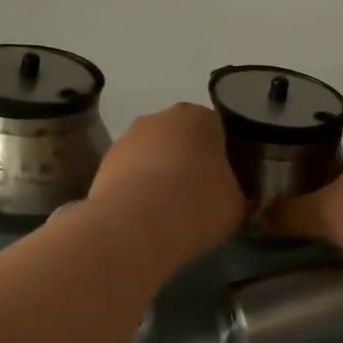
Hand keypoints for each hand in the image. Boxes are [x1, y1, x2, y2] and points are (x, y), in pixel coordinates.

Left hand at [86, 103, 245, 261]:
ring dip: (159, 176)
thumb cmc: (197, 205)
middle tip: (198, 197)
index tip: (226, 184)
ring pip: (152, 155)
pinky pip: (130, 175)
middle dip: (188, 162)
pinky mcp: (103, 164)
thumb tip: (233, 197)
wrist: (134, 226)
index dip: (225, 158)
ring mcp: (127, 138)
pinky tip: (145, 218)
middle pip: (182, 139)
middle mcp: (161, 117)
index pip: (219, 131)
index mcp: (200, 117)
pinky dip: (137, 191)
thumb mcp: (237, 205)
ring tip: (169, 213)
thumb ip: (238, 193)